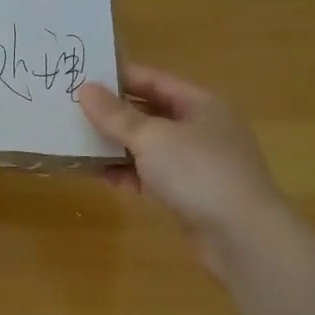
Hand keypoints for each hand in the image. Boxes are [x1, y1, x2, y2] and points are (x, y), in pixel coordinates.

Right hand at [76, 62, 286, 278]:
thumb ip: (116, 115)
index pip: (154, 79)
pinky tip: (94, 172)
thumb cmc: (199, 172)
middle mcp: (201, 128)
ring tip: (75, 139)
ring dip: (115, 144)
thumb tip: (85, 90)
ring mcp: (196, 163)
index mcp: (202, 103)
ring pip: (148, 145)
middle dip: (113, 112)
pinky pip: (149, 175)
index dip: (118, 76)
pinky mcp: (187, 194)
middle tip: (71, 108)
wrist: (242, 238)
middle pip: (150, 111)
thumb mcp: (152, 137)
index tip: (81, 76)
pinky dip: (125, 172)